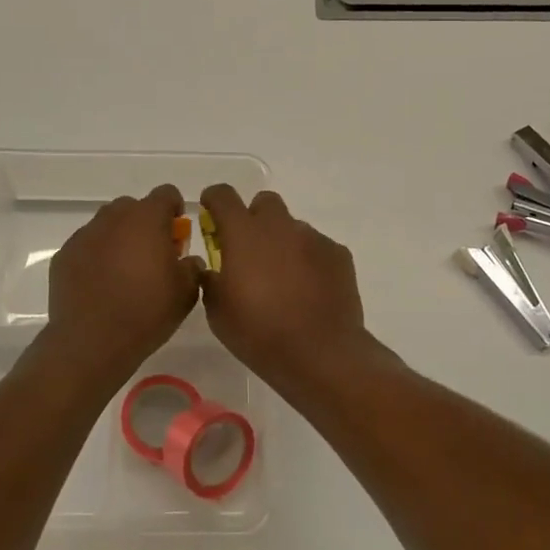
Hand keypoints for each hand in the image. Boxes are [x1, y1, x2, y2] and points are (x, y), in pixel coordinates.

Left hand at [40, 184, 201, 385]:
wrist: (92, 342)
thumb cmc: (146, 312)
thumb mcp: (186, 293)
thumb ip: (192, 267)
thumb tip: (187, 260)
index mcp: (147, 219)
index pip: (166, 194)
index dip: (175, 209)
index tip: (177, 234)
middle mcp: (113, 218)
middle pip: (133, 206)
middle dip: (145, 223)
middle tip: (152, 255)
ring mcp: (84, 235)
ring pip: (107, 224)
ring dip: (119, 238)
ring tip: (124, 271)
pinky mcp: (64, 255)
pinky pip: (86, 245)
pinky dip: (96, 256)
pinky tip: (101, 285)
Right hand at [198, 185, 375, 390]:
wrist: (320, 353)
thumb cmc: (259, 333)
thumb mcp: (218, 312)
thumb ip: (212, 280)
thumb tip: (215, 269)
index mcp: (244, 234)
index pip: (223, 195)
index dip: (214, 201)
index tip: (211, 216)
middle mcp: (279, 226)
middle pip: (264, 203)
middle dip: (254, 219)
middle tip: (250, 252)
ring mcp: (313, 238)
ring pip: (292, 228)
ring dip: (283, 244)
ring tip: (284, 282)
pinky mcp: (338, 253)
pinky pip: (317, 248)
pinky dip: (309, 261)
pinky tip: (310, 291)